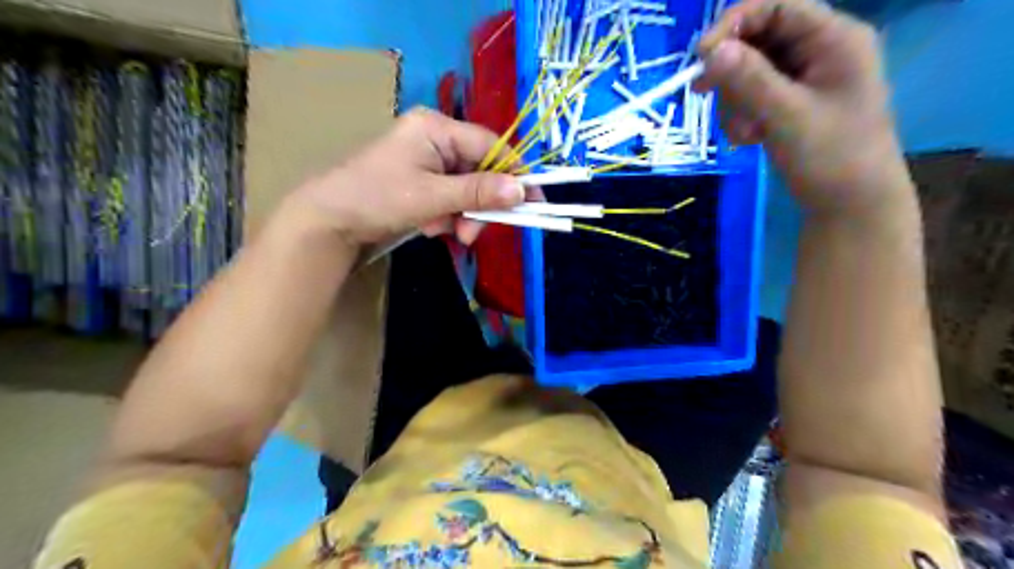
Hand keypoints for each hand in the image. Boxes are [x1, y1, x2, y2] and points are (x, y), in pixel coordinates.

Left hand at [287, 107, 518, 243]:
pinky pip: (450, 197)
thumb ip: (478, 192)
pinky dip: (446, 216)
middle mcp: (436, 138)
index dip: (514, 174)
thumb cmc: (376, 197)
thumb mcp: (431, 196)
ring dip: (461, 215)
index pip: (491, 146)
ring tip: (443, 232)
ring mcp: (428, 160)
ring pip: (467, 189)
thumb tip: (522, 191)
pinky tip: (429, 227)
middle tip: (469, 234)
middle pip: (480, 171)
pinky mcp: (422, 180)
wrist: (328, 220)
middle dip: (478, 205)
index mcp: (437, 128)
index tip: (532, 202)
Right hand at [693, 1, 916, 215]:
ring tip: (746, 134)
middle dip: (731, 74)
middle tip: (706, 96)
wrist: (849, 204)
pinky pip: (751, 97)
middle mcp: (817, 50)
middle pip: (756, 40)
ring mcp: (802, 79)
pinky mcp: (788, 103)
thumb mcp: (788, 116)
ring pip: (747, 72)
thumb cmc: (831, 157)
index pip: (776, 7)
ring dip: (734, 103)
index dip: (734, 23)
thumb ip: (750, 80)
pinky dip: (741, 117)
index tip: (700, 56)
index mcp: (833, 39)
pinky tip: (750, 139)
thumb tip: (710, 50)